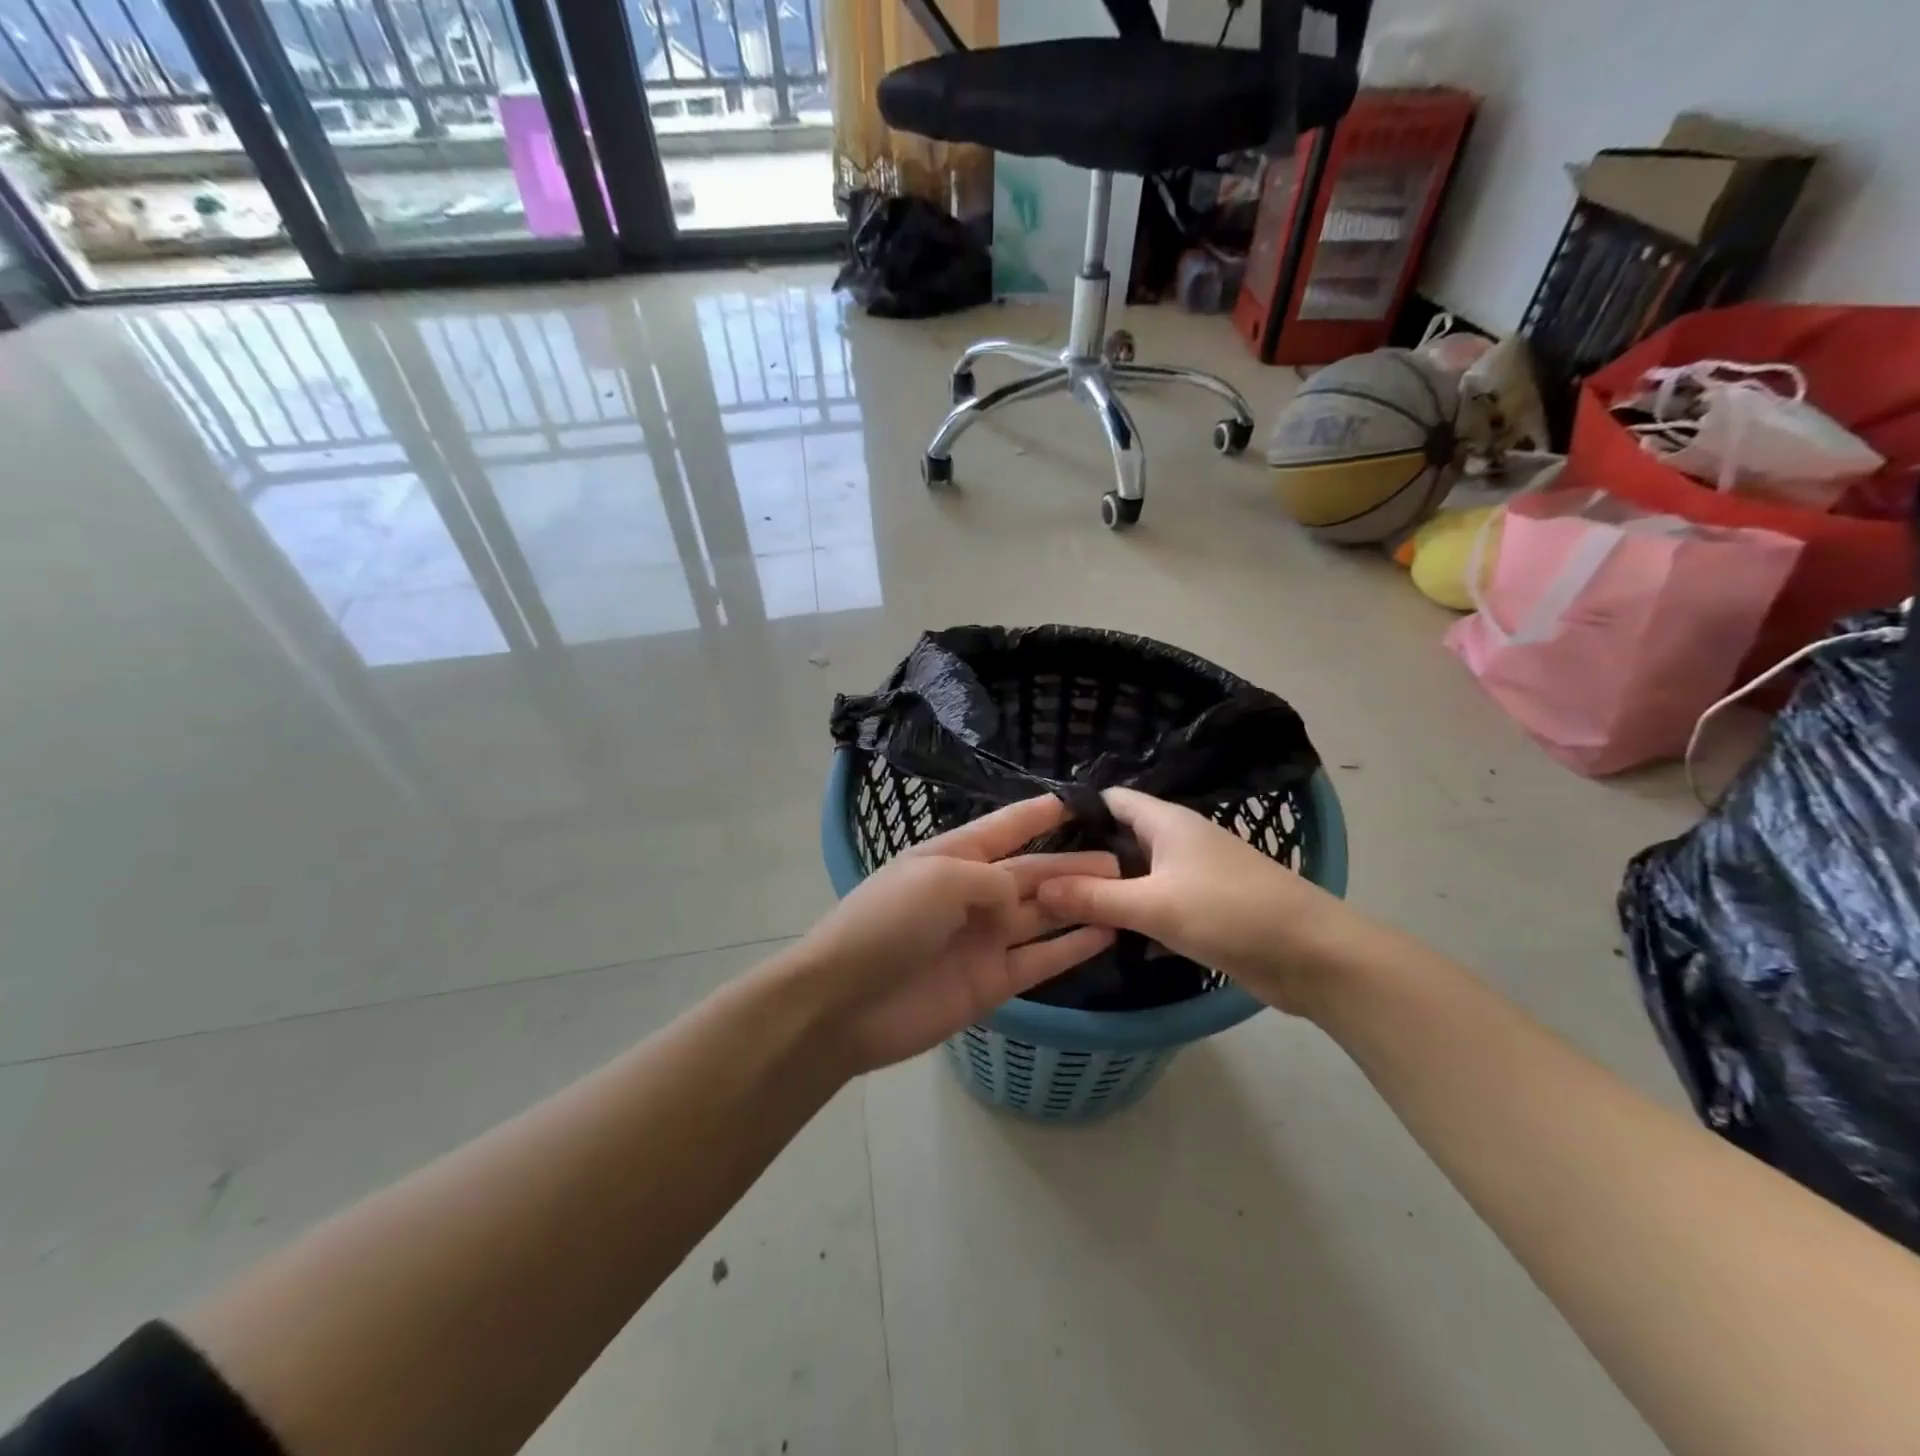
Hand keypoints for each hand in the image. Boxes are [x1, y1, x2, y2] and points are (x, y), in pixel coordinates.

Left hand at [792, 796, 1118, 1072]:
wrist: (845, 1003)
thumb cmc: (887, 923)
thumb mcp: (939, 879)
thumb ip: (990, 879)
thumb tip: (1019, 894)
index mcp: (951, 858)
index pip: (1003, 829)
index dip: (1037, 815)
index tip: (1077, 802)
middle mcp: (971, 894)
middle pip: (1031, 873)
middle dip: (1071, 863)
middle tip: (1121, 857)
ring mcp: (983, 940)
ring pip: (1041, 915)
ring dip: (1079, 902)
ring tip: (1124, 889)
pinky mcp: (992, 982)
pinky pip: (1040, 959)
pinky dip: (1071, 947)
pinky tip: (1106, 932)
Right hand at [1035, 788, 1357, 1015]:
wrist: (1315, 957)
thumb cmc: (1231, 913)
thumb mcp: (1155, 904)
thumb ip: (1094, 897)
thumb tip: (1036, 886)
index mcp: (1168, 822)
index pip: (1111, 800)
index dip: (1075, 812)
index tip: (1035, 836)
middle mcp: (1179, 841)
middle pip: (1121, 838)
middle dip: (1084, 857)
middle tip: (1038, 880)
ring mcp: (1195, 876)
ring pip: (1138, 875)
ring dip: (1108, 890)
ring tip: (1060, 908)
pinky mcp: (1206, 910)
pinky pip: (1158, 904)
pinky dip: (1134, 915)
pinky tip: (1104, 936)